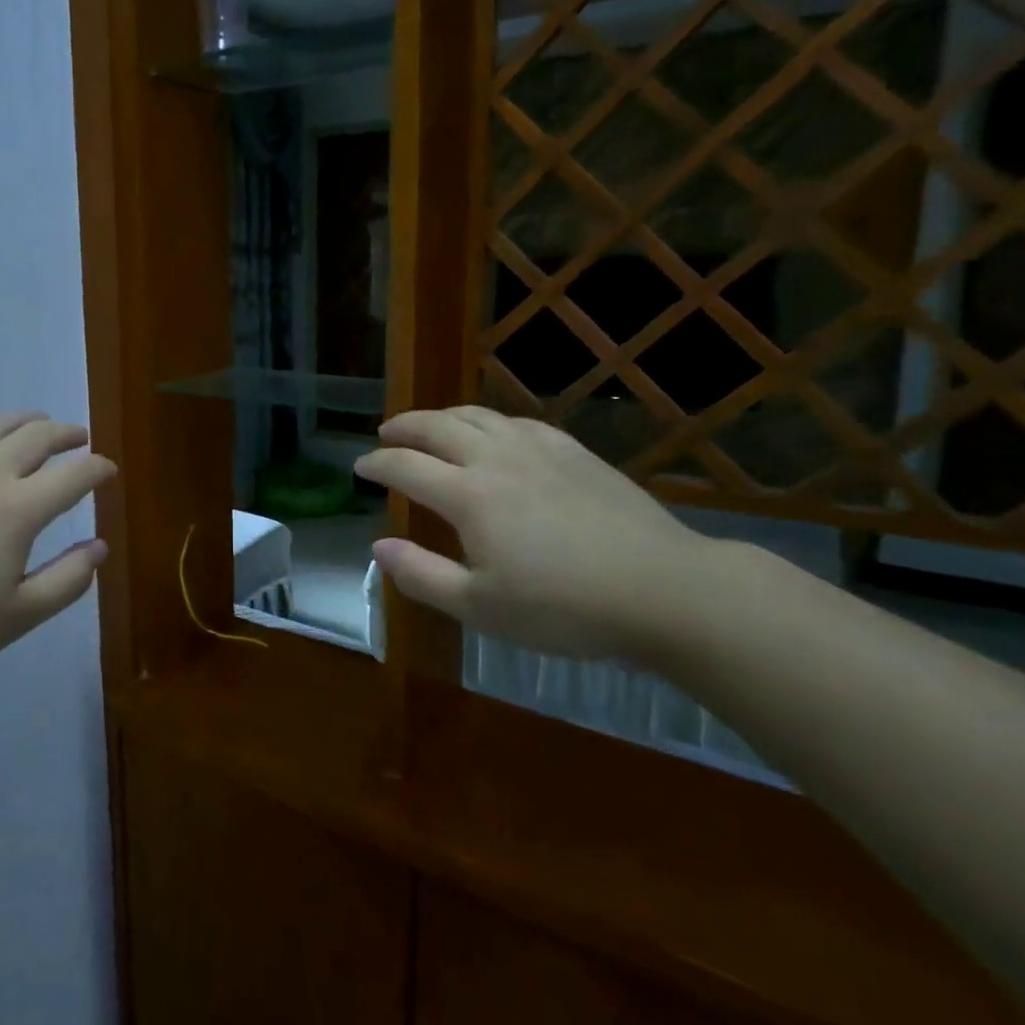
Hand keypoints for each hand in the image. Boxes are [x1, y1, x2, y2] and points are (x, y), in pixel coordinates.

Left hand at [0, 412, 115, 679]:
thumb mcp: (16, 617)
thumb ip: (67, 580)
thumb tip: (100, 546)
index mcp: (19, 509)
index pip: (75, 474)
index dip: (99, 468)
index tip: (108, 471)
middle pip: (38, 435)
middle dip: (67, 433)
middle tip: (79, 440)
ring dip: (25, 420)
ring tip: (37, 426)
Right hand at [355, 406, 710, 659]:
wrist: (663, 589)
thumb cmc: (564, 608)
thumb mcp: (481, 608)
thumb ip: (421, 575)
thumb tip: (379, 546)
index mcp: (468, 495)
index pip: (406, 466)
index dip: (377, 464)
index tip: (360, 467)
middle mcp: (496, 459)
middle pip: (437, 427)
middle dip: (404, 427)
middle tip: (385, 434)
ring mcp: (538, 449)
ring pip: (477, 416)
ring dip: (443, 416)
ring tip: (430, 426)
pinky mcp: (574, 451)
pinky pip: (518, 421)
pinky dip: (490, 421)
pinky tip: (495, 434)